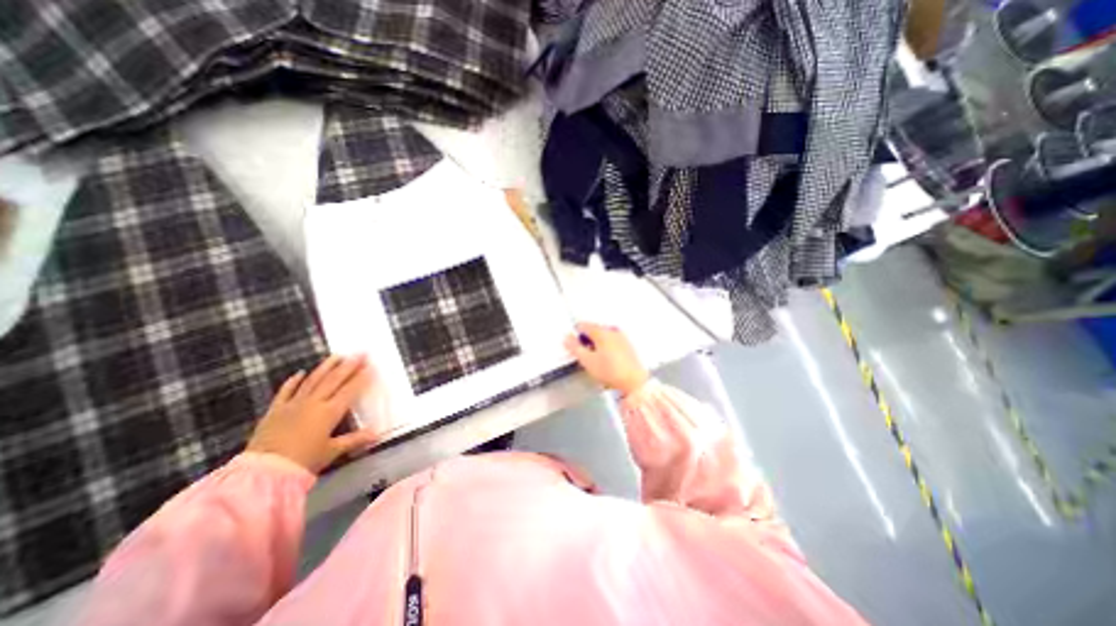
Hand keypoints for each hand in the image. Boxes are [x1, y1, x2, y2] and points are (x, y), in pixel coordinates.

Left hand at [244, 353, 380, 472]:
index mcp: (330, 412)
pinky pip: (286, 391)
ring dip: (326, 367)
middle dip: (349, 365)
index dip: (362, 377)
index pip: (350, 390)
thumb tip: (376, 433)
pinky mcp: (275, 410)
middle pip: (334, 380)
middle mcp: (314, 403)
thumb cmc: (303, 461)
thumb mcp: (332, 451)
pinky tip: (301, 372)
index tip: (371, 366)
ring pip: (313, 380)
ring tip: (337, 355)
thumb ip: (355, 439)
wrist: (263, 472)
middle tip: (360, 353)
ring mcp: (293, 404)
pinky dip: (294, 381)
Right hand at [562, 322, 650, 394]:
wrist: (634, 382)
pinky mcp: (627, 345)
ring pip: (603, 336)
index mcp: (601, 331)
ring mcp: (621, 337)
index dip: (576, 336)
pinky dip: (606, 348)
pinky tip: (608, 362)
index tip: (576, 348)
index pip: (583, 325)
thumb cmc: (610, 371)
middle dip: (587, 341)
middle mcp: (612, 330)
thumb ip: (574, 347)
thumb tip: (567, 338)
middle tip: (586, 357)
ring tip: (597, 361)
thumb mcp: (587, 361)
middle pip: (593, 330)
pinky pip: (612, 342)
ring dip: (597, 345)